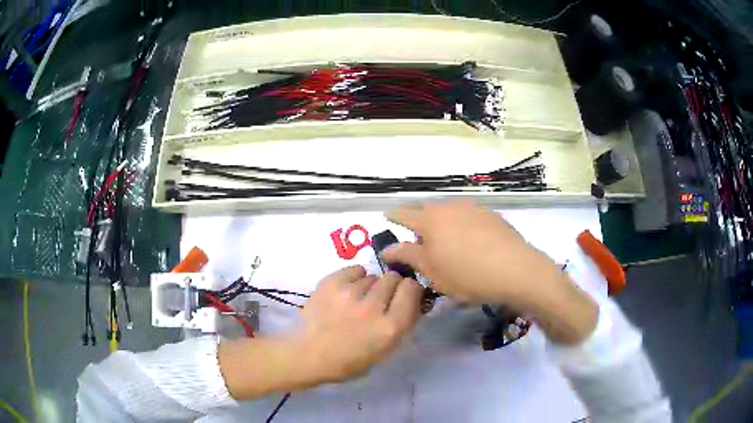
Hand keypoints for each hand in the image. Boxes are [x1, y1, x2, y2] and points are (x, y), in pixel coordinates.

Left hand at [218, 266, 422, 399]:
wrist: (308, 355)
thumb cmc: (349, 361)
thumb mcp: (385, 350)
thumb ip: (402, 323)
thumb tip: (413, 299)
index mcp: (390, 327)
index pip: (413, 289)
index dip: (410, 290)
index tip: (403, 296)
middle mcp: (373, 307)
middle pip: (393, 278)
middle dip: (390, 287)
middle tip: (378, 300)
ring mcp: (349, 293)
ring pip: (372, 275)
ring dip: (370, 286)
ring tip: (356, 301)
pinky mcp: (330, 283)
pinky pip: (354, 270)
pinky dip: (354, 278)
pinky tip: (346, 293)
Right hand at [384, 200, 597, 344]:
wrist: (517, 270)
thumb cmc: (468, 275)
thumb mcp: (433, 272)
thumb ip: (409, 256)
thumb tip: (388, 248)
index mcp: (431, 220)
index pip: (405, 214)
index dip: (394, 215)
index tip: (387, 215)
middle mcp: (450, 207)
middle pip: (428, 210)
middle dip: (419, 221)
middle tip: (419, 239)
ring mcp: (473, 208)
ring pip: (449, 212)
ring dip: (442, 223)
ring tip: (446, 242)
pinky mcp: (491, 214)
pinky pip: (468, 216)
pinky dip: (462, 225)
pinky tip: (470, 242)